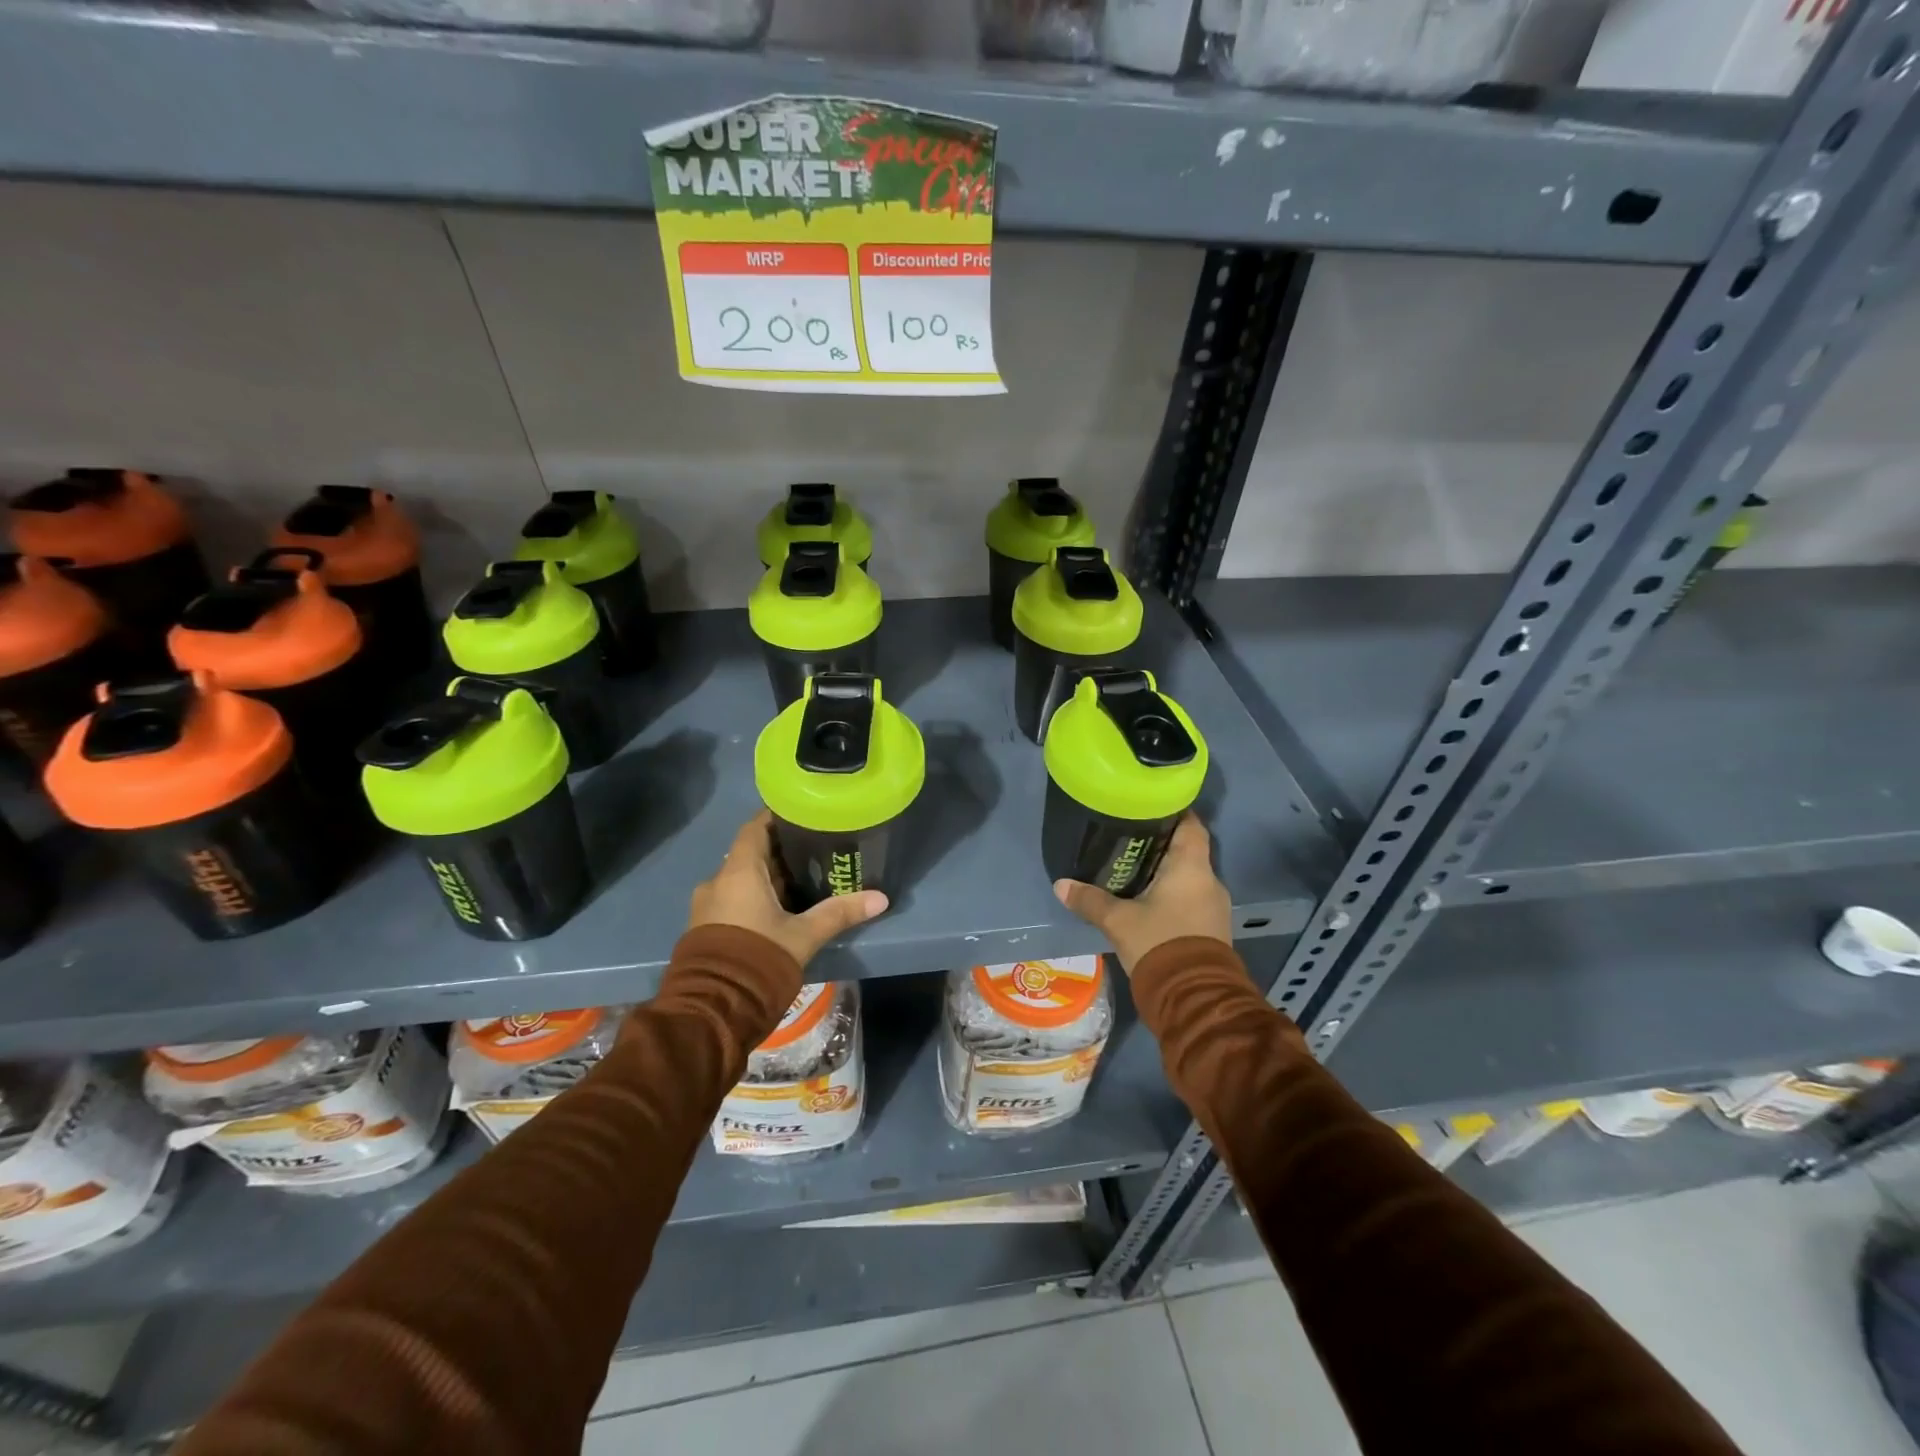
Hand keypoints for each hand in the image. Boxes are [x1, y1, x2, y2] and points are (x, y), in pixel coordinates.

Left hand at [689, 811, 888, 966]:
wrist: (712, 1011)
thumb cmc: (759, 959)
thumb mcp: (804, 936)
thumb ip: (840, 913)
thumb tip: (881, 898)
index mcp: (739, 872)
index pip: (756, 827)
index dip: (777, 817)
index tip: (803, 814)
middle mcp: (718, 881)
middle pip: (751, 853)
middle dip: (781, 851)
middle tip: (816, 849)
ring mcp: (708, 906)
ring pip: (742, 879)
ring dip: (769, 878)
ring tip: (804, 880)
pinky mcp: (706, 928)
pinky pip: (733, 900)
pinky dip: (756, 897)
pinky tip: (781, 910)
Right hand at [1054, 813, 1230, 972]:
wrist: (1193, 998)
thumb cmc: (1159, 943)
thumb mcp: (1118, 921)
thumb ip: (1090, 900)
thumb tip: (1060, 885)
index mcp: (1192, 867)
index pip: (1191, 825)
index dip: (1173, 812)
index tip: (1149, 807)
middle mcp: (1210, 880)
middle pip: (1188, 850)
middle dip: (1161, 844)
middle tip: (1130, 839)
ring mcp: (1215, 907)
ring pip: (1190, 877)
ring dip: (1167, 873)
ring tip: (1134, 870)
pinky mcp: (1212, 929)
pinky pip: (1191, 899)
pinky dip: (1173, 894)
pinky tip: (1148, 901)